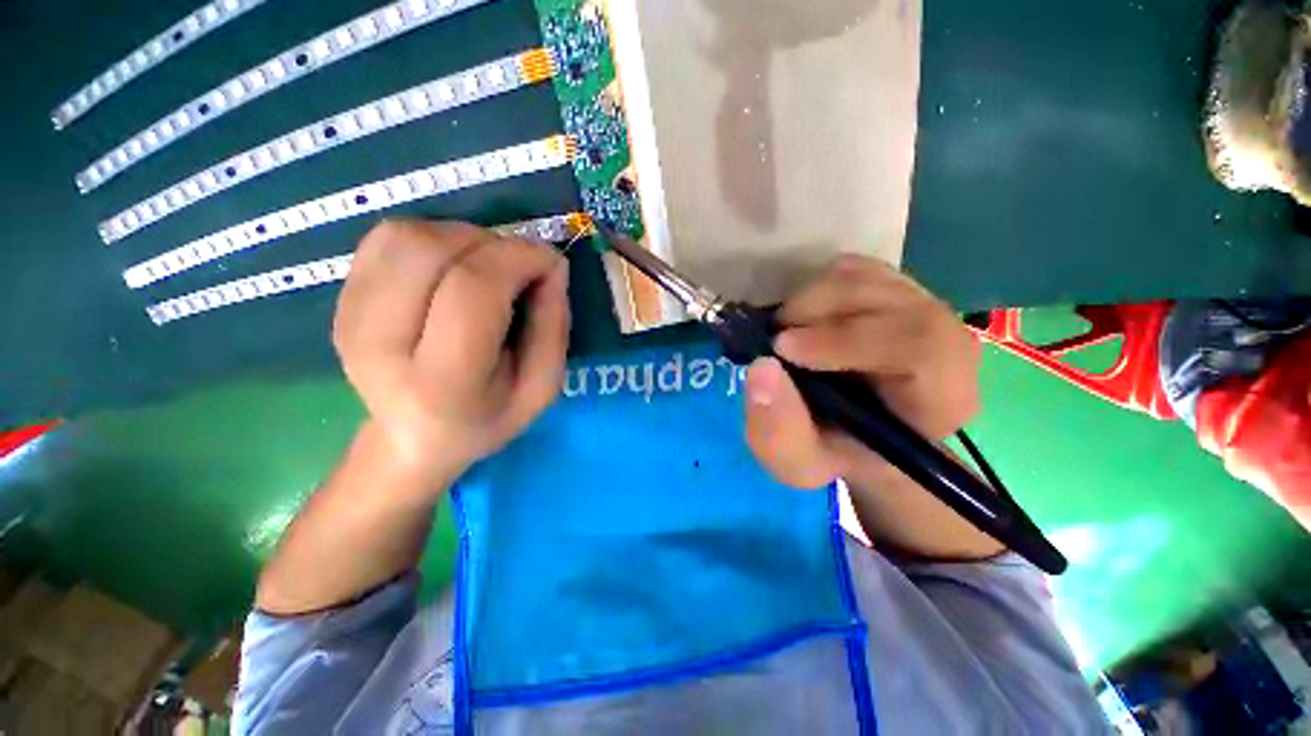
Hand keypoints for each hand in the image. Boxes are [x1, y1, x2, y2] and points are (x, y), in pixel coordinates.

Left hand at [333, 220, 569, 490]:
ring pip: (405, 235)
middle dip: (491, 243)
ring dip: (462, 237)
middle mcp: (380, 344)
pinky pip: (387, 238)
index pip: (473, 290)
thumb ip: (554, 327)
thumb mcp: (542, 387)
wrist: (414, 438)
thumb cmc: (489, 417)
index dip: (518, 259)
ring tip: (485, 268)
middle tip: (518, 268)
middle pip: (430, 250)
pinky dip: (433, 239)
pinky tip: (451, 269)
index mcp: (441, 381)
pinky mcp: (340, 300)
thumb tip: (552, 265)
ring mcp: (349, 317)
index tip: (551, 262)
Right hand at [744, 254, 980, 489]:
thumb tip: (761, 368)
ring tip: (784, 330)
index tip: (784, 348)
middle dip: (820, 311)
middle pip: (893, 300)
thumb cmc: (834, 453)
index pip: (922, 346)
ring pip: (870, 278)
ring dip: (813, 298)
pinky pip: (857, 269)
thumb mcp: (798, 463)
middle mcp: (945, 345)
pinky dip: (818, 285)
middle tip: (775, 336)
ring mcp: (919, 309)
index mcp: (940, 398)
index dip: (848, 339)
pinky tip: (803, 317)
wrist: (853, 434)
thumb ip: (779, 431)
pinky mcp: (892, 292)